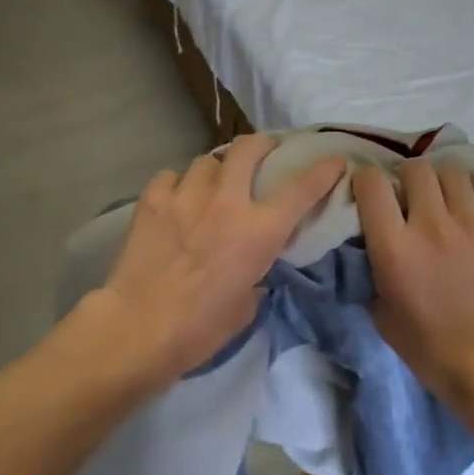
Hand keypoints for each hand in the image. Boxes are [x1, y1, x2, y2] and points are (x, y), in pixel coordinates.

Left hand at [86, 134, 346, 390]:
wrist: (139, 328)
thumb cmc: (200, 328)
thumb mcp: (246, 305)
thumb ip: (256, 273)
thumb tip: (253, 266)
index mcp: (259, 231)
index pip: (302, 189)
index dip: (324, 170)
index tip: (334, 161)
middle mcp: (226, 202)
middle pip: (248, 148)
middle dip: (261, 145)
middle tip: (262, 154)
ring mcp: (186, 196)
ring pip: (206, 160)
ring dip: (215, 171)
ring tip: (210, 186)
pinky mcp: (152, 200)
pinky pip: (171, 176)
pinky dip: (177, 185)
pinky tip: (175, 201)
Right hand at [354, 159, 473, 419]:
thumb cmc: (431, 349)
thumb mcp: (382, 316)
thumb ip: (373, 275)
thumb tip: (372, 253)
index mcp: (395, 246)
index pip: (372, 184)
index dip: (367, 180)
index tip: (370, 192)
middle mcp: (432, 224)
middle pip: (416, 169)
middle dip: (408, 178)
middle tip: (411, 197)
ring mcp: (473, 222)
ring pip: (454, 172)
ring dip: (444, 182)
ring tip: (447, 199)